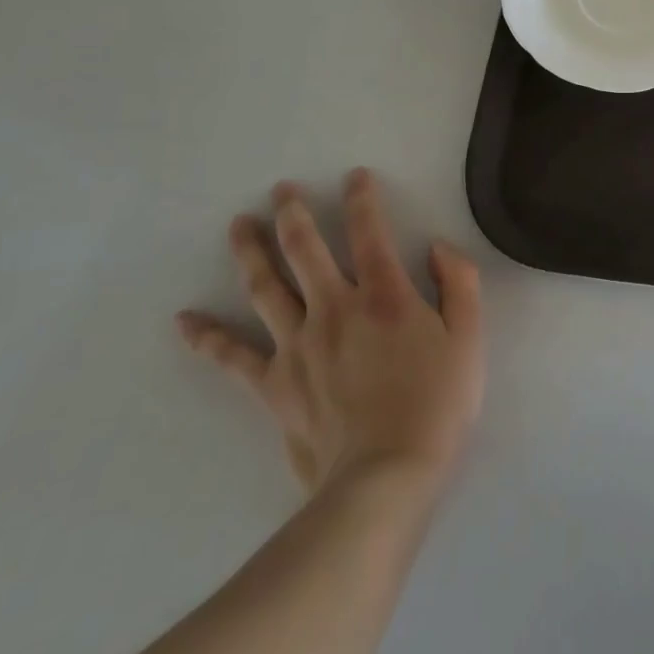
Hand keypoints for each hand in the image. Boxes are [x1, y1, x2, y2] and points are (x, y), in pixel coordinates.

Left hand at [176, 169, 484, 492]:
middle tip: (280, 189)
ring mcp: (297, 345)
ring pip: (266, 288)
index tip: (354, 177)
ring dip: (250, 252)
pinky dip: (207, 338)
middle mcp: (334, 308)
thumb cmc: (437, 404)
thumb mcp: (469, 338)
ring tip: (238, 225)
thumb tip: (438, 248)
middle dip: (293, 213)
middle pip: (305, 250)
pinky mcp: (273, 384)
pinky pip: (233, 356)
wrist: (386, 477)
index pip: (369, 232)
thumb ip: (459, 283)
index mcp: (384, 295)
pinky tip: (185, 321)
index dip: (361, 199)